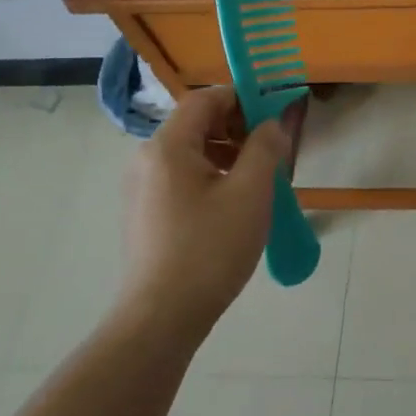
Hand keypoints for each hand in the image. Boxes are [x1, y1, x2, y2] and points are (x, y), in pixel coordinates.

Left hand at [118, 87, 290, 335]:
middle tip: (271, 152)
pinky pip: (181, 178)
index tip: (274, 117)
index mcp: (167, 146)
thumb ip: (265, 148)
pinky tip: (233, 205)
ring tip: (258, 181)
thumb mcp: (250, 193)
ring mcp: (141, 188)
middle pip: (196, 124)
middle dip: (237, 129)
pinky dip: (210, 177)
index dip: (242, 99)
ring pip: (190, 153)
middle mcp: (146, 159)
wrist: (162, 317)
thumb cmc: (210, 248)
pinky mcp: (145, 213)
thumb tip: (272, 124)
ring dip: (227, 154)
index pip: (205, 99)